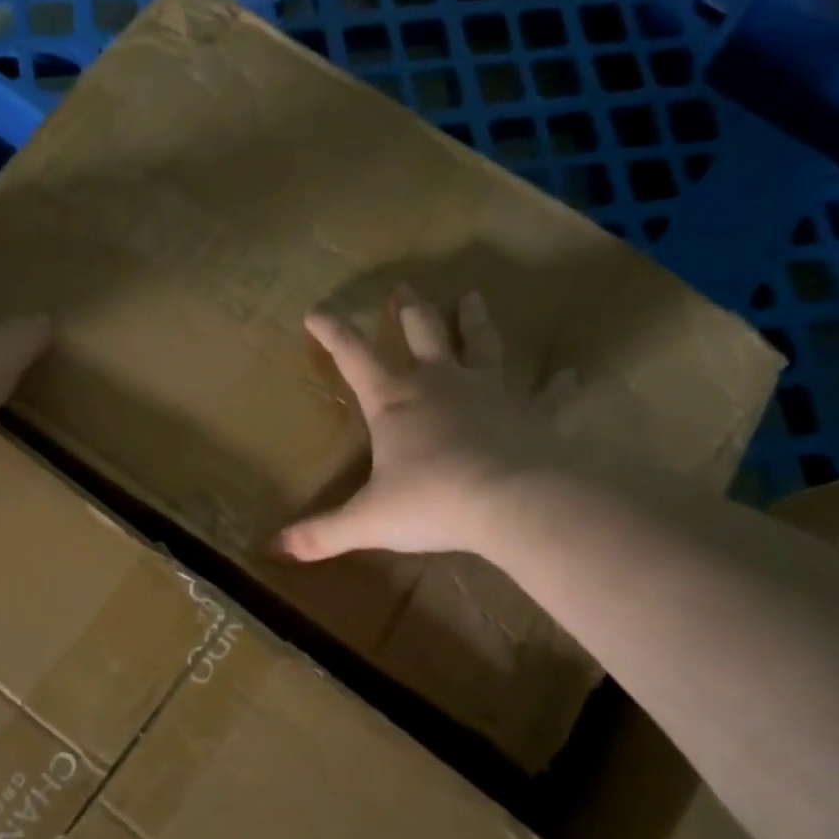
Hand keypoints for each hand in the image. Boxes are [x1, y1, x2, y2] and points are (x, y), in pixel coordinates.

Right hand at [275, 284, 566, 560]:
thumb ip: (321, 533)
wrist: (513, 501)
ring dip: (473, 320)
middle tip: (404, 288)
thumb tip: (272, 549)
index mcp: (394, 401)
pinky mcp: (532, 411)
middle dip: (408, 310)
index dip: (332, 333)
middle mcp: (440, 383)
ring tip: (472, 297)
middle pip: (421, 332)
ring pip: (480, 344)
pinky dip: (555, 385)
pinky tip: (566, 375)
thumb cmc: (432, 502)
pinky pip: (546, 393)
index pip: (353, 356)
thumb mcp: (367, 521)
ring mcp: (490, 391)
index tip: (315, 312)